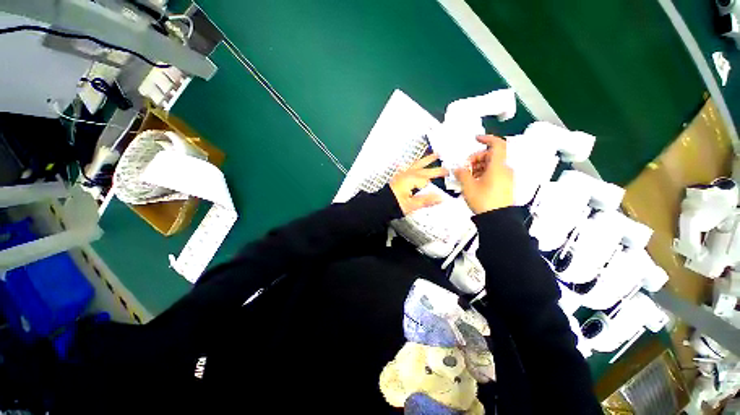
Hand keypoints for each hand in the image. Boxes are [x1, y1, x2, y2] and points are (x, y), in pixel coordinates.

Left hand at [390, 153, 447, 214]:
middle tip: (447, 168)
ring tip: (435, 155)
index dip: (439, 178)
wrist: (381, 203)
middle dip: (437, 169)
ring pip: (417, 164)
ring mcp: (403, 174)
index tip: (449, 176)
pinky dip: (415, 163)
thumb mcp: (411, 205)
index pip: (429, 179)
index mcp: (412, 180)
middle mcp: (408, 174)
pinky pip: (410, 166)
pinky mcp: (399, 176)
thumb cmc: (394, 204)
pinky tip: (416, 162)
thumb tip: (441, 198)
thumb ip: (426, 200)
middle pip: (425, 170)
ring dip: (427, 160)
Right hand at [454, 136, 513, 213]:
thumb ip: (462, 174)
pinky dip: (483, 173)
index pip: (497, 144)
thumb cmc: (483, 200)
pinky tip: (474, 182)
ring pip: (492, 165)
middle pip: (491, 155)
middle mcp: (505, 169)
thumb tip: (458, 169)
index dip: (487, 138)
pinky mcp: (505, 185)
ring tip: (467, 176)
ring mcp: (506, 177)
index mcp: (498, 166)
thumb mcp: (468, 187)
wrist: (498, 220)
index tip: (475, 139)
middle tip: (464, 167)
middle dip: (476, 158)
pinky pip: (494, 173)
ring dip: (478, 166)